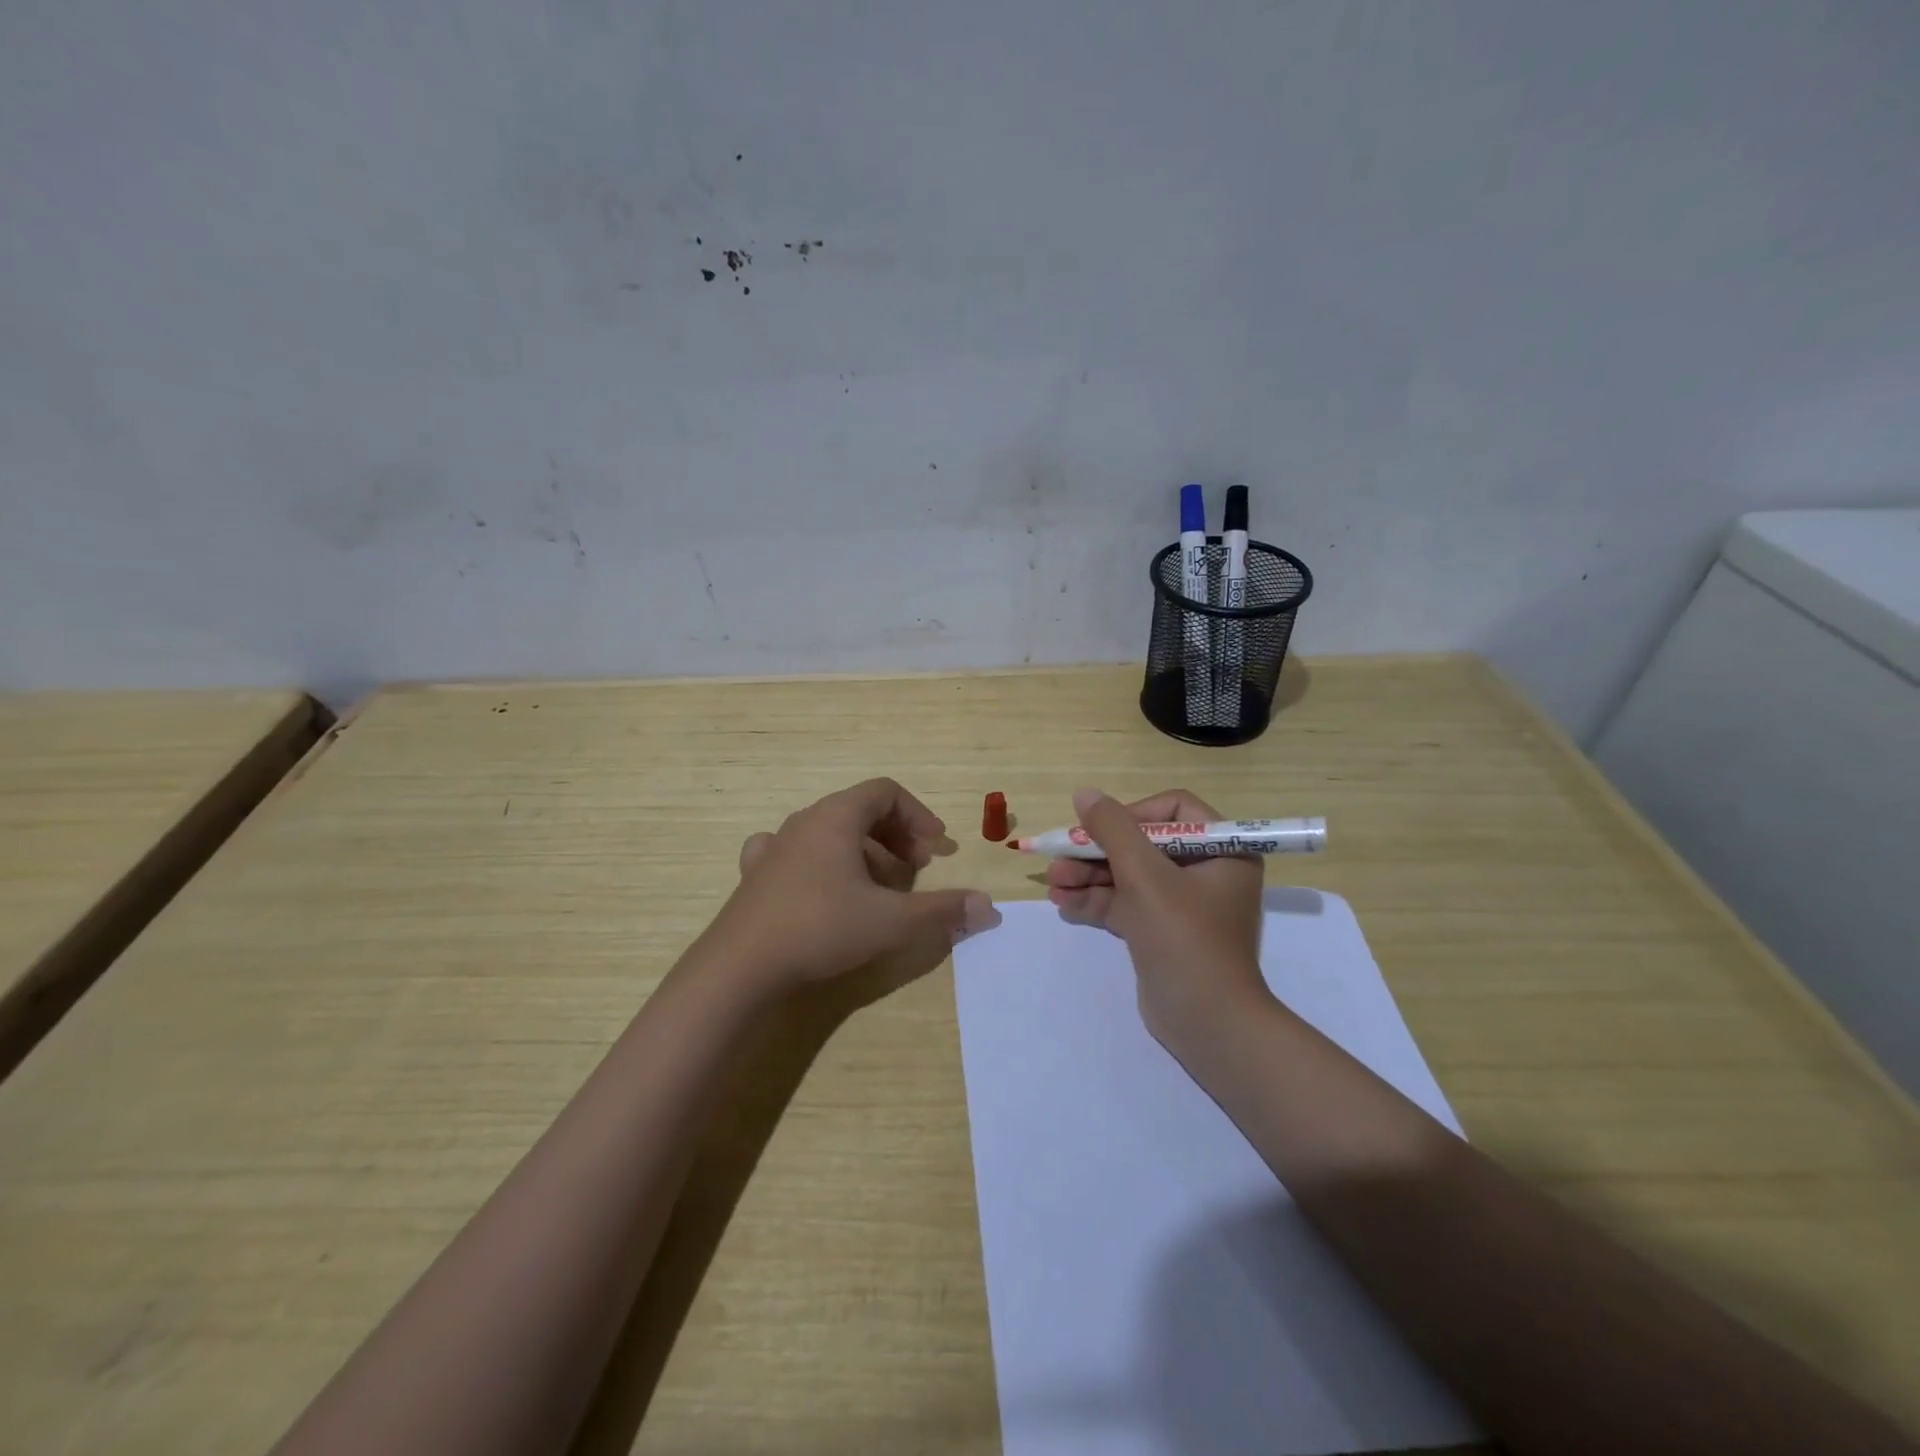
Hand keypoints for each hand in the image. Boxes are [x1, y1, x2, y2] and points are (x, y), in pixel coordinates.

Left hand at [706, 778, 999, 994]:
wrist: (740, 967)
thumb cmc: (821, 928)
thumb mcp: (891, 921)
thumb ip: (942, 911)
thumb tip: (989, 908)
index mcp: (836, 817)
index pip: (886, 792)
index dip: (919, 815)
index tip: (937, 848)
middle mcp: (804, 821)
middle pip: (860, 810)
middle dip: (896, 836)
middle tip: (916, 870)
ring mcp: (776, 847)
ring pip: (830, 833)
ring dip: (863, 852)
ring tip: (880, 887)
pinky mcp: (757, 875)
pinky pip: (797, 853)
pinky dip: (822, 864)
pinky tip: (825, 888)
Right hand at [1046, 787, 1268, 1052]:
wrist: (1207, 1024)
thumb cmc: (1184, 938)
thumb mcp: (1145, 876)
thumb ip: (1112, 830)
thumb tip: (1084, 793)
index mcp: (1221, 851)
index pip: (1173, 811)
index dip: (1132, 814)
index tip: (1100, 829)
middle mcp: (1205, 872)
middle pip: (1142, 845)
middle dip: (1097, 852)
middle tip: (1059, 857)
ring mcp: (1181, 905)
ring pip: (1128, 876)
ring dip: (1088, 877)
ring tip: (1051, 883)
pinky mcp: (1161, 932)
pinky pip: (1125, 905)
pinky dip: (1096, 902)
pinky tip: (1062, 903)